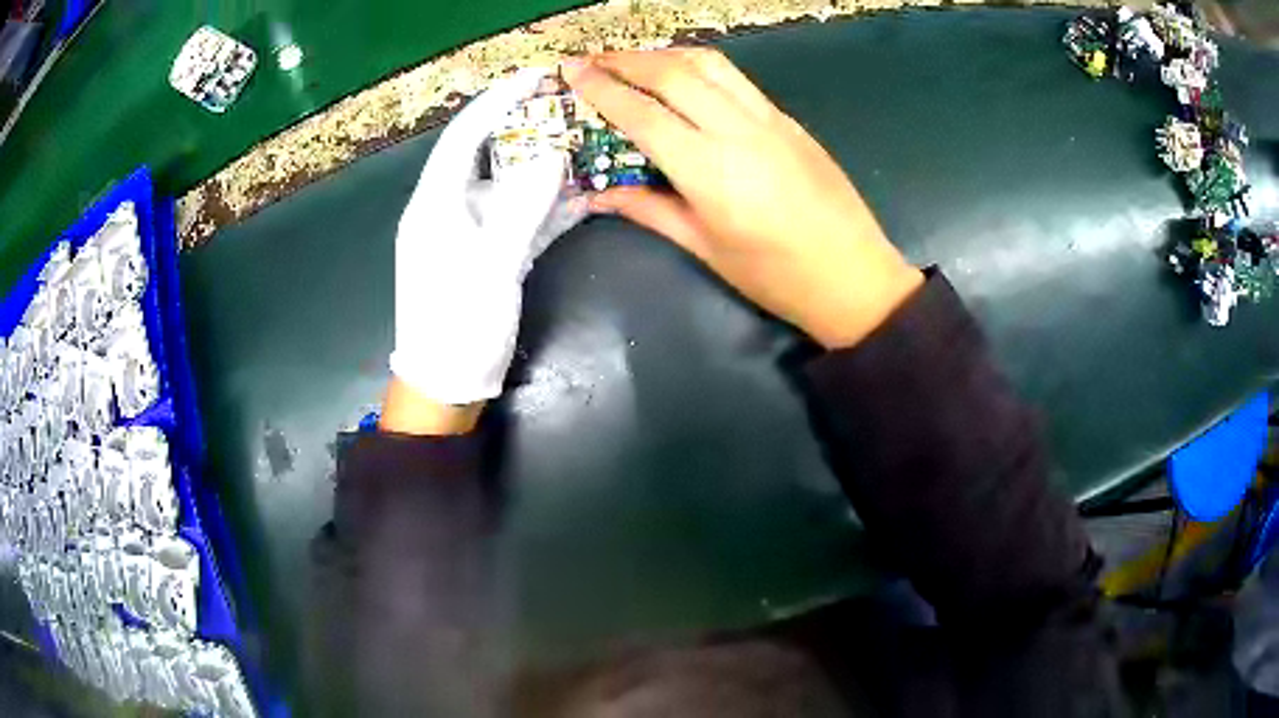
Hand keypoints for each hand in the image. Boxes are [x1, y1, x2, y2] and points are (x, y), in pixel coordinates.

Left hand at [388, 68, 586, 427]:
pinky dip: (550, 205)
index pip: (466, 135)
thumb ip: (522, 207)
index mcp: (435, 203)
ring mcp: (472, 231)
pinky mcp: (490, 254)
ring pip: (510, 184)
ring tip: (584, 142)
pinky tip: (583, 194)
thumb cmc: (457, 326)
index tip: (536, 76)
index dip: (499, 100)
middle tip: (568, 105)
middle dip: (526, 126)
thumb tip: (555, 157)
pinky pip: (521, 217)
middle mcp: (451, 208)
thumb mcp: (489, 265)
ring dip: (544, 166)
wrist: (446, 386)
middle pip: (488, 153)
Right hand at [562, 50, 922, 348]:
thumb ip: (649, 211)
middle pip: (674, 73)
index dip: (602, 89)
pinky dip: (700, 67)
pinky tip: (684, 78)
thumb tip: (598, 195)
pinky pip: (736, 80)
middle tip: (592, 59)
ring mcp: (770, 120)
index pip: (644, 115)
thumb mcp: (706, 249)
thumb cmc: (776, 277)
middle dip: (626, 59)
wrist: (855, 276)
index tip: (572, 71)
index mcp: (711, 172)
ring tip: (634, 61)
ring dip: (665, 54)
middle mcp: (738, 132)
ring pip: (710, 64)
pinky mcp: (789, 120)